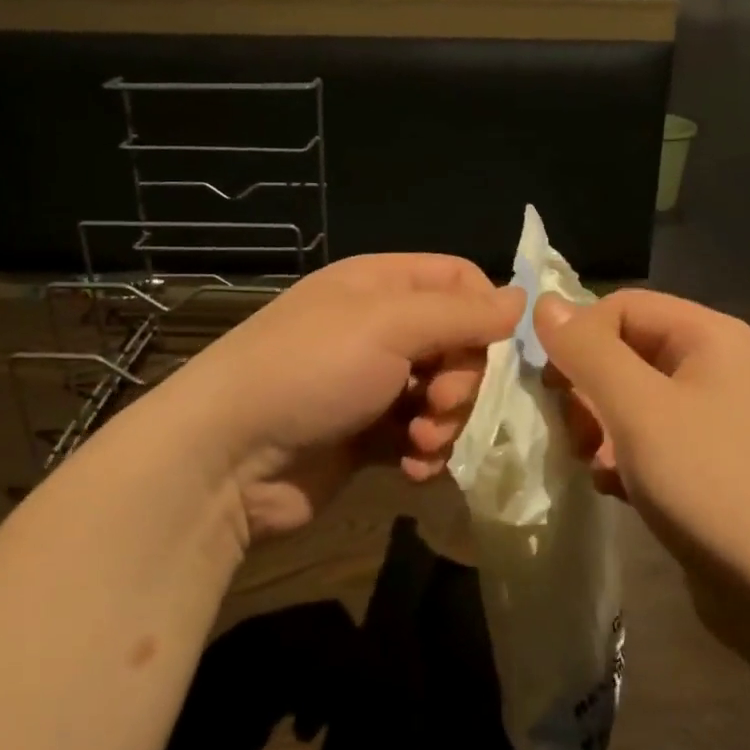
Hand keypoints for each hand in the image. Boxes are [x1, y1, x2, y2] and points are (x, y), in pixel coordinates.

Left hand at [172, 255, 522, 545]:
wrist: (227, 458)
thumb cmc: (309, 371)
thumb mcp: (388, 325)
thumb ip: (461, 313)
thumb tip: (522, 299)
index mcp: (381, 285)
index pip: (460, 280)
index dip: (486, 312)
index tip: (495, 349)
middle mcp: (380, 329)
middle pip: (460, 343)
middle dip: (464, 378)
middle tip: (441, 401)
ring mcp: (373, 385)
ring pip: (445, 395)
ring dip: (447, 420)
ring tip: (422, 440)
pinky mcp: (368, 437)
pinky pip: (421, 437)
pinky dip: (425, 453)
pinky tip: (412, 468)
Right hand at [534, 291, 749, 646]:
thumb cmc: (710, 484)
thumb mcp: (638, 410)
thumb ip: (587, 351)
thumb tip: (543, 303)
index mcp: (709, 335)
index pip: (621, 306)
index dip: (577, 337)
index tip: (550, 386)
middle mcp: (715, 365)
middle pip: (624, 350)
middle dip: (586, 388)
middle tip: (571, 431)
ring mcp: (713, 416)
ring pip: (629, 398)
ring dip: (597, 426)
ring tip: (589, 462)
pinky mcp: (706, 461)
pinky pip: (647, 437)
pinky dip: (621, 456)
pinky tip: (613, 486)